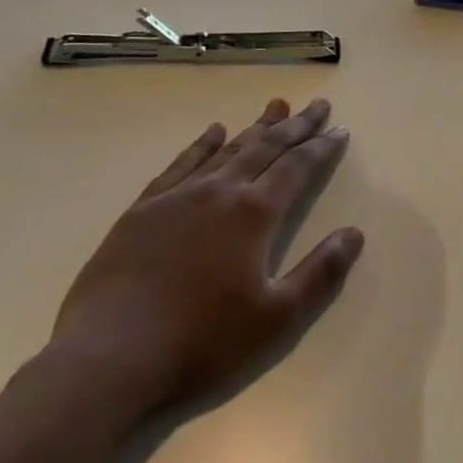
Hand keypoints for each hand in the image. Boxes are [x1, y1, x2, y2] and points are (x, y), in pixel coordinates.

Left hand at [49, 97, 364, 418]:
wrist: (108, 359)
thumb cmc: (201, 341)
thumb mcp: (277, 318)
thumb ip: (320, 273)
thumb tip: (354, 233)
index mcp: (255, 214)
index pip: (298, 168)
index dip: (322, 148)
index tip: (341, 130)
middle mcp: (220, 192)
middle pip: (266, 147)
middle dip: (296, 125)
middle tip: (318, 104)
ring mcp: (178, 197)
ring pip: (227, 149)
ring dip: (256, 127)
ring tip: (276, 105)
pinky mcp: (142, 211)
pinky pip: (180, 165)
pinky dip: (201, 145)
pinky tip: (213, 132)